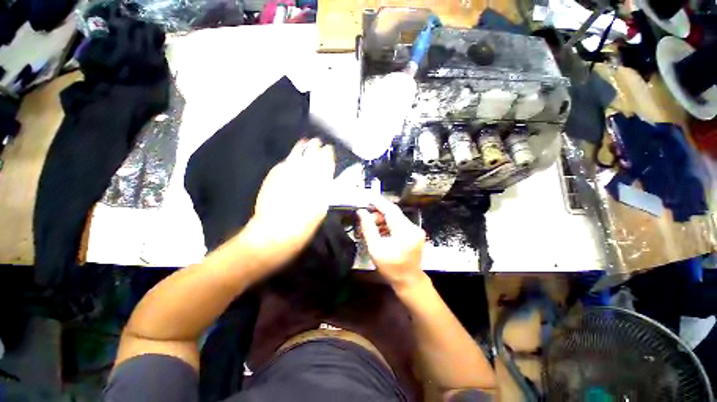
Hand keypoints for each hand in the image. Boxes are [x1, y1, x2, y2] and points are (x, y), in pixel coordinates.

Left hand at [248, 138, 335, 267]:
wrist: (275, 232)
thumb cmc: (304, 226)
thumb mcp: (321, 208)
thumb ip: (323, 190)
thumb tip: (324, 178)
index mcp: (319, 182)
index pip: (325, 163)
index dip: (327, 155)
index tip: (329, 149)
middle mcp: (304, 173)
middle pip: (311, 156)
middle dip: (315, 148)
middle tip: (318, 142)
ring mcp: (287, 173)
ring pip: (296, 155)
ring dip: (302, 148)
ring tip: (305, 141)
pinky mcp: (273, 176)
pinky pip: (283, 164)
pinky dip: (289, 159)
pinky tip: (290, 157)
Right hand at [357, 196, 426, 289]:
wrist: (409, 281)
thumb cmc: (391, 268)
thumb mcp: (375, 248)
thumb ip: (368, 228)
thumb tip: (361, 212)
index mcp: (404, 232)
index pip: (391, 210)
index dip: (379, 202)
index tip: (368, 197)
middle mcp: (413, 228)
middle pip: (394, 213)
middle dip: (379, 213)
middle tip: (366, 218)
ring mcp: (415, 230)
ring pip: (396, 218)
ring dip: (383, 219)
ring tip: (372, 226)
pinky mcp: (415, 233)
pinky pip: (400, 224)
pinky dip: (389, 225)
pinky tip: (381, 230)